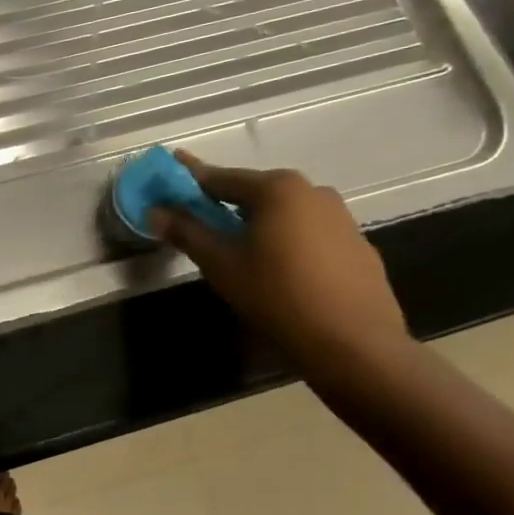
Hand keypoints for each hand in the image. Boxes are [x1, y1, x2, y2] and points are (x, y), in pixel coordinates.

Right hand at [152, 152, 409, 363]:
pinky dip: (286, 241)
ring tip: (239, 250)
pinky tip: (279, 270)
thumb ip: (187, 232)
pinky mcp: (358, 246)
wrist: (355, 346)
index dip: (189, 177)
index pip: (220, 177)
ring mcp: (341, 218)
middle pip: (254, 192)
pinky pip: (309, 233)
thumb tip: (155, 211)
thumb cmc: (277, 296)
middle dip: (225, 203)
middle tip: (199, 220)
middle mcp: (312, 192)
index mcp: (277, 189)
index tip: (170, 169)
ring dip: (258, 223)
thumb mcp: (221, 264)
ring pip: (284, 213)